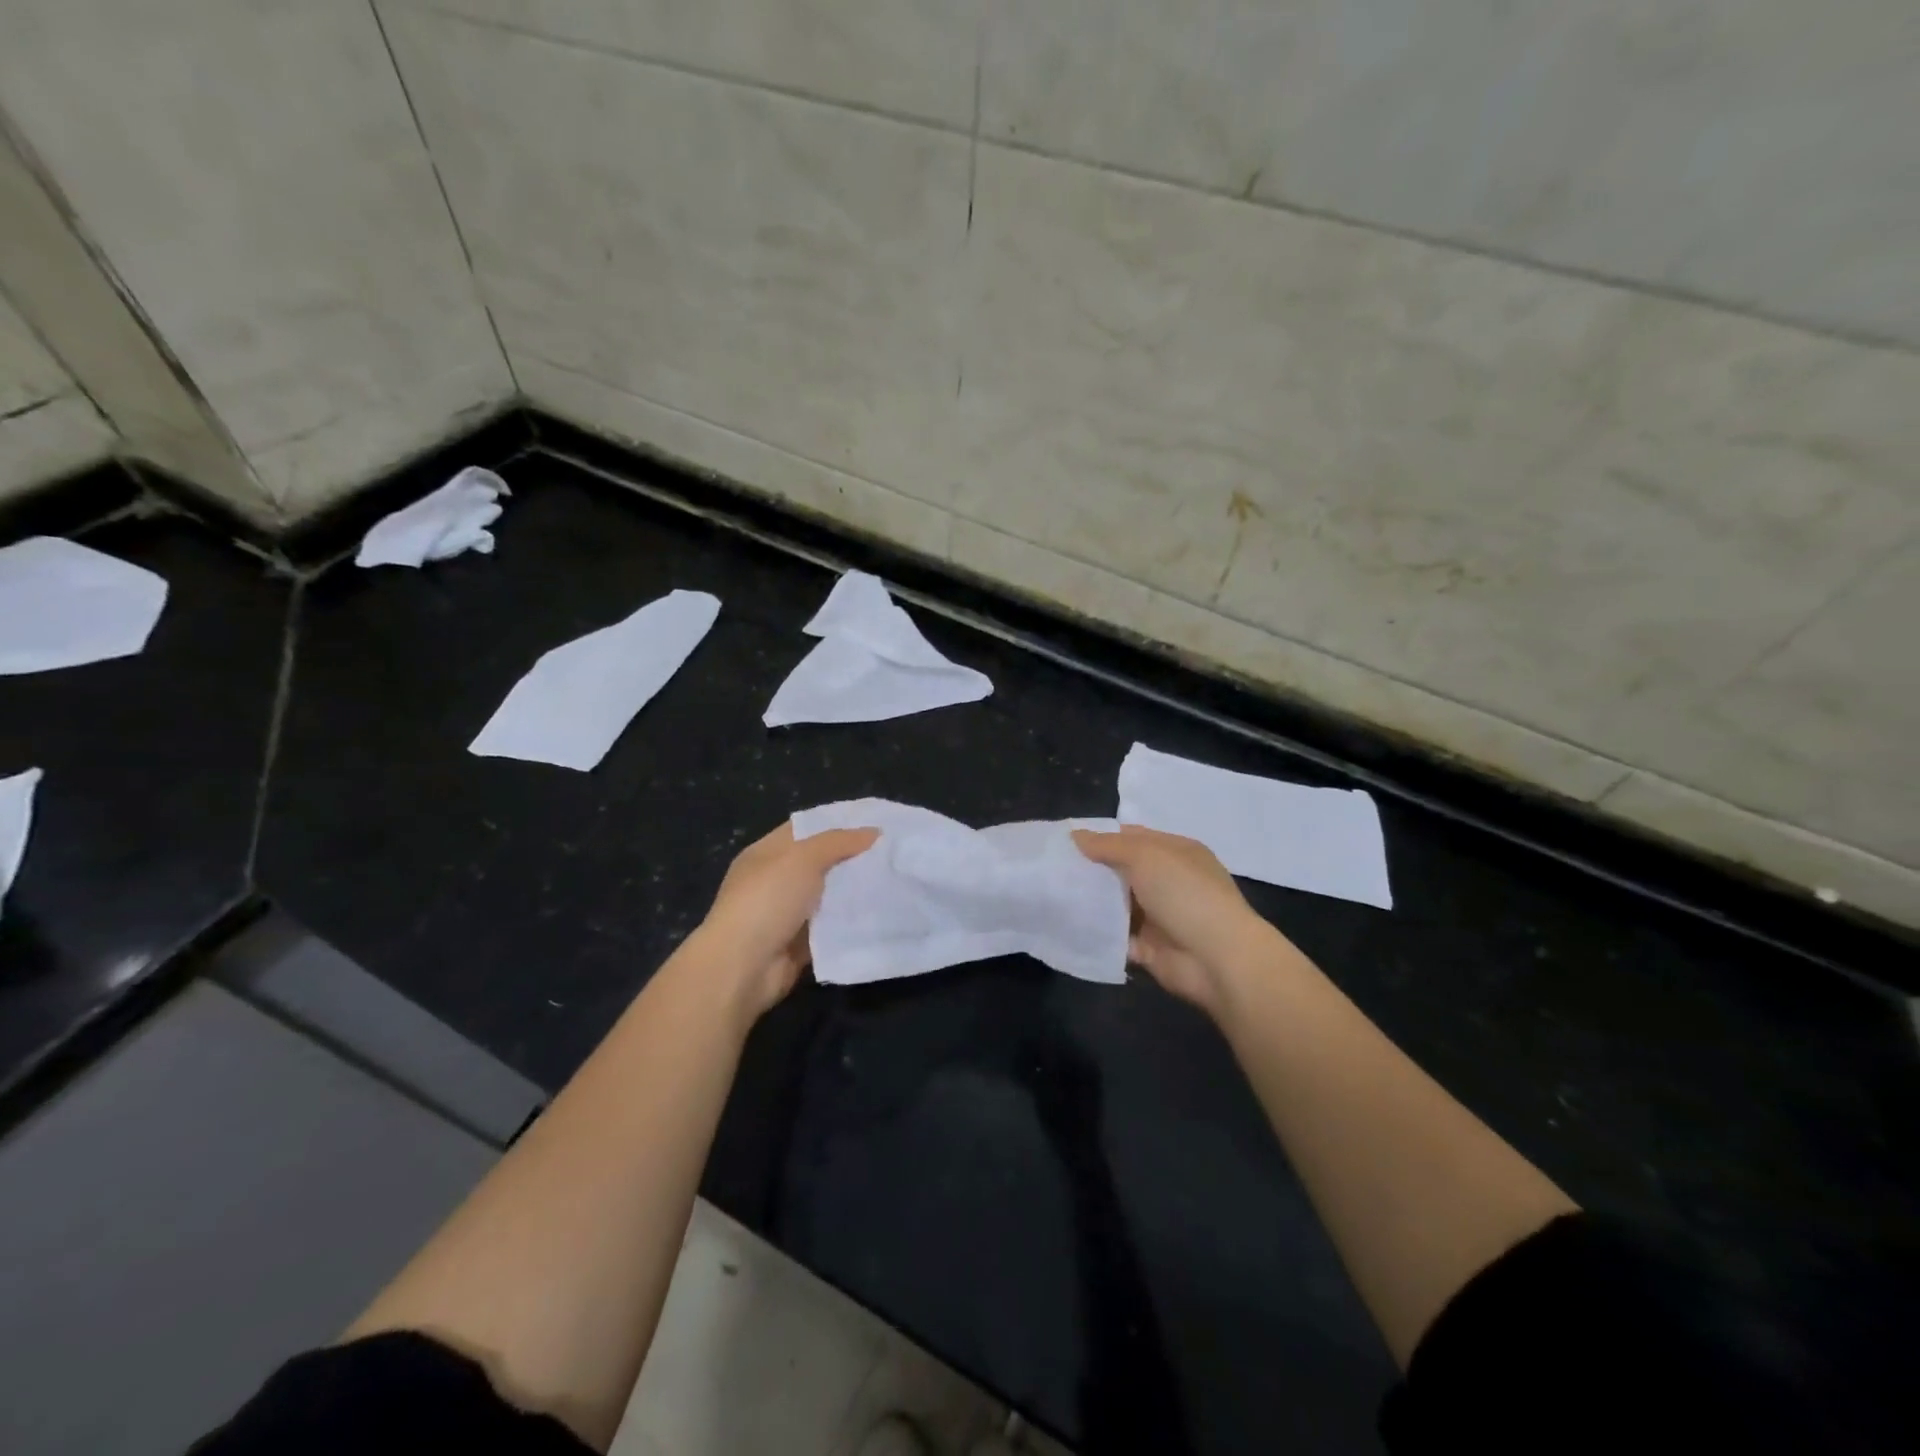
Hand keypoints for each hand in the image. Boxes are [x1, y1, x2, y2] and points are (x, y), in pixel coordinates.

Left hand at [694, 821, 878, 1021]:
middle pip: (820, 862)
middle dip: (852, 857)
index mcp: (766, 853)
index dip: (837, 823)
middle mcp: (775, 880)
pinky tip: (881, 912)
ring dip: (854, 890)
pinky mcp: (800, 943)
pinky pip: (831, 926)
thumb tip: (874, 832)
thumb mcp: (802, 858)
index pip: (805, 829)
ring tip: (895, 879)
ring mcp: (786, 914)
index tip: (874, 822)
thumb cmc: (767, 900)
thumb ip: (838, 842)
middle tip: (893, 851)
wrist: (743, 967)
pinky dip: (850, 921)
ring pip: (828, 895)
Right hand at [1072, 825, 1282, 1019]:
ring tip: (1052, 896)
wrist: (1218, 958)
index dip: (1101, 837)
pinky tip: (1068, 927)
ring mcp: (1160, 917)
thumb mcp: (1145, 856)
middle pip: (1122, 871)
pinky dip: (1097, 935)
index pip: (1133, 837)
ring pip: (1117, 905)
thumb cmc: (1185, 894)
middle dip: (1092, 870)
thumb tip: (1076, 835)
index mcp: (1175, 852)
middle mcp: (1168, 881)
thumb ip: (1108, 845)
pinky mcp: (1149, 948)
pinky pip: (1116, 938)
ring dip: (1091, 903)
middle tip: (1052, 869)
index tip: (1065, 841)